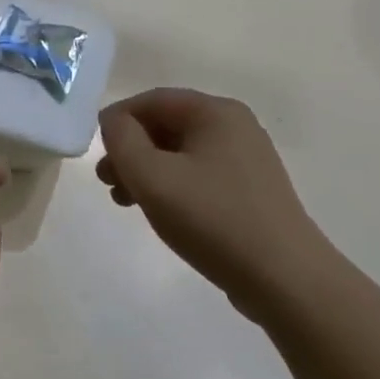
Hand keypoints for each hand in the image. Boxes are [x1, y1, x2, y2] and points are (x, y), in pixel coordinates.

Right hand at [97, 89, 331, 314]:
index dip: (118, 119)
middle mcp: (235, 127)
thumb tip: (114, 122)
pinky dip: (172, 186)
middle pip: (167, 125)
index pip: (153, 100)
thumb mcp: (152, 176)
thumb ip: (122, 140)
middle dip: (130, 150)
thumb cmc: (212, 219)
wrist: (284, 278)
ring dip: (146, 171)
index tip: (95, 149)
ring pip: (181, 153)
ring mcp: (247, 159)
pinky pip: (199, 175)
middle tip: (106, 181)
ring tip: (124, 201)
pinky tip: (159, 213)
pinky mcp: (251, 191)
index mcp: (215, 112)